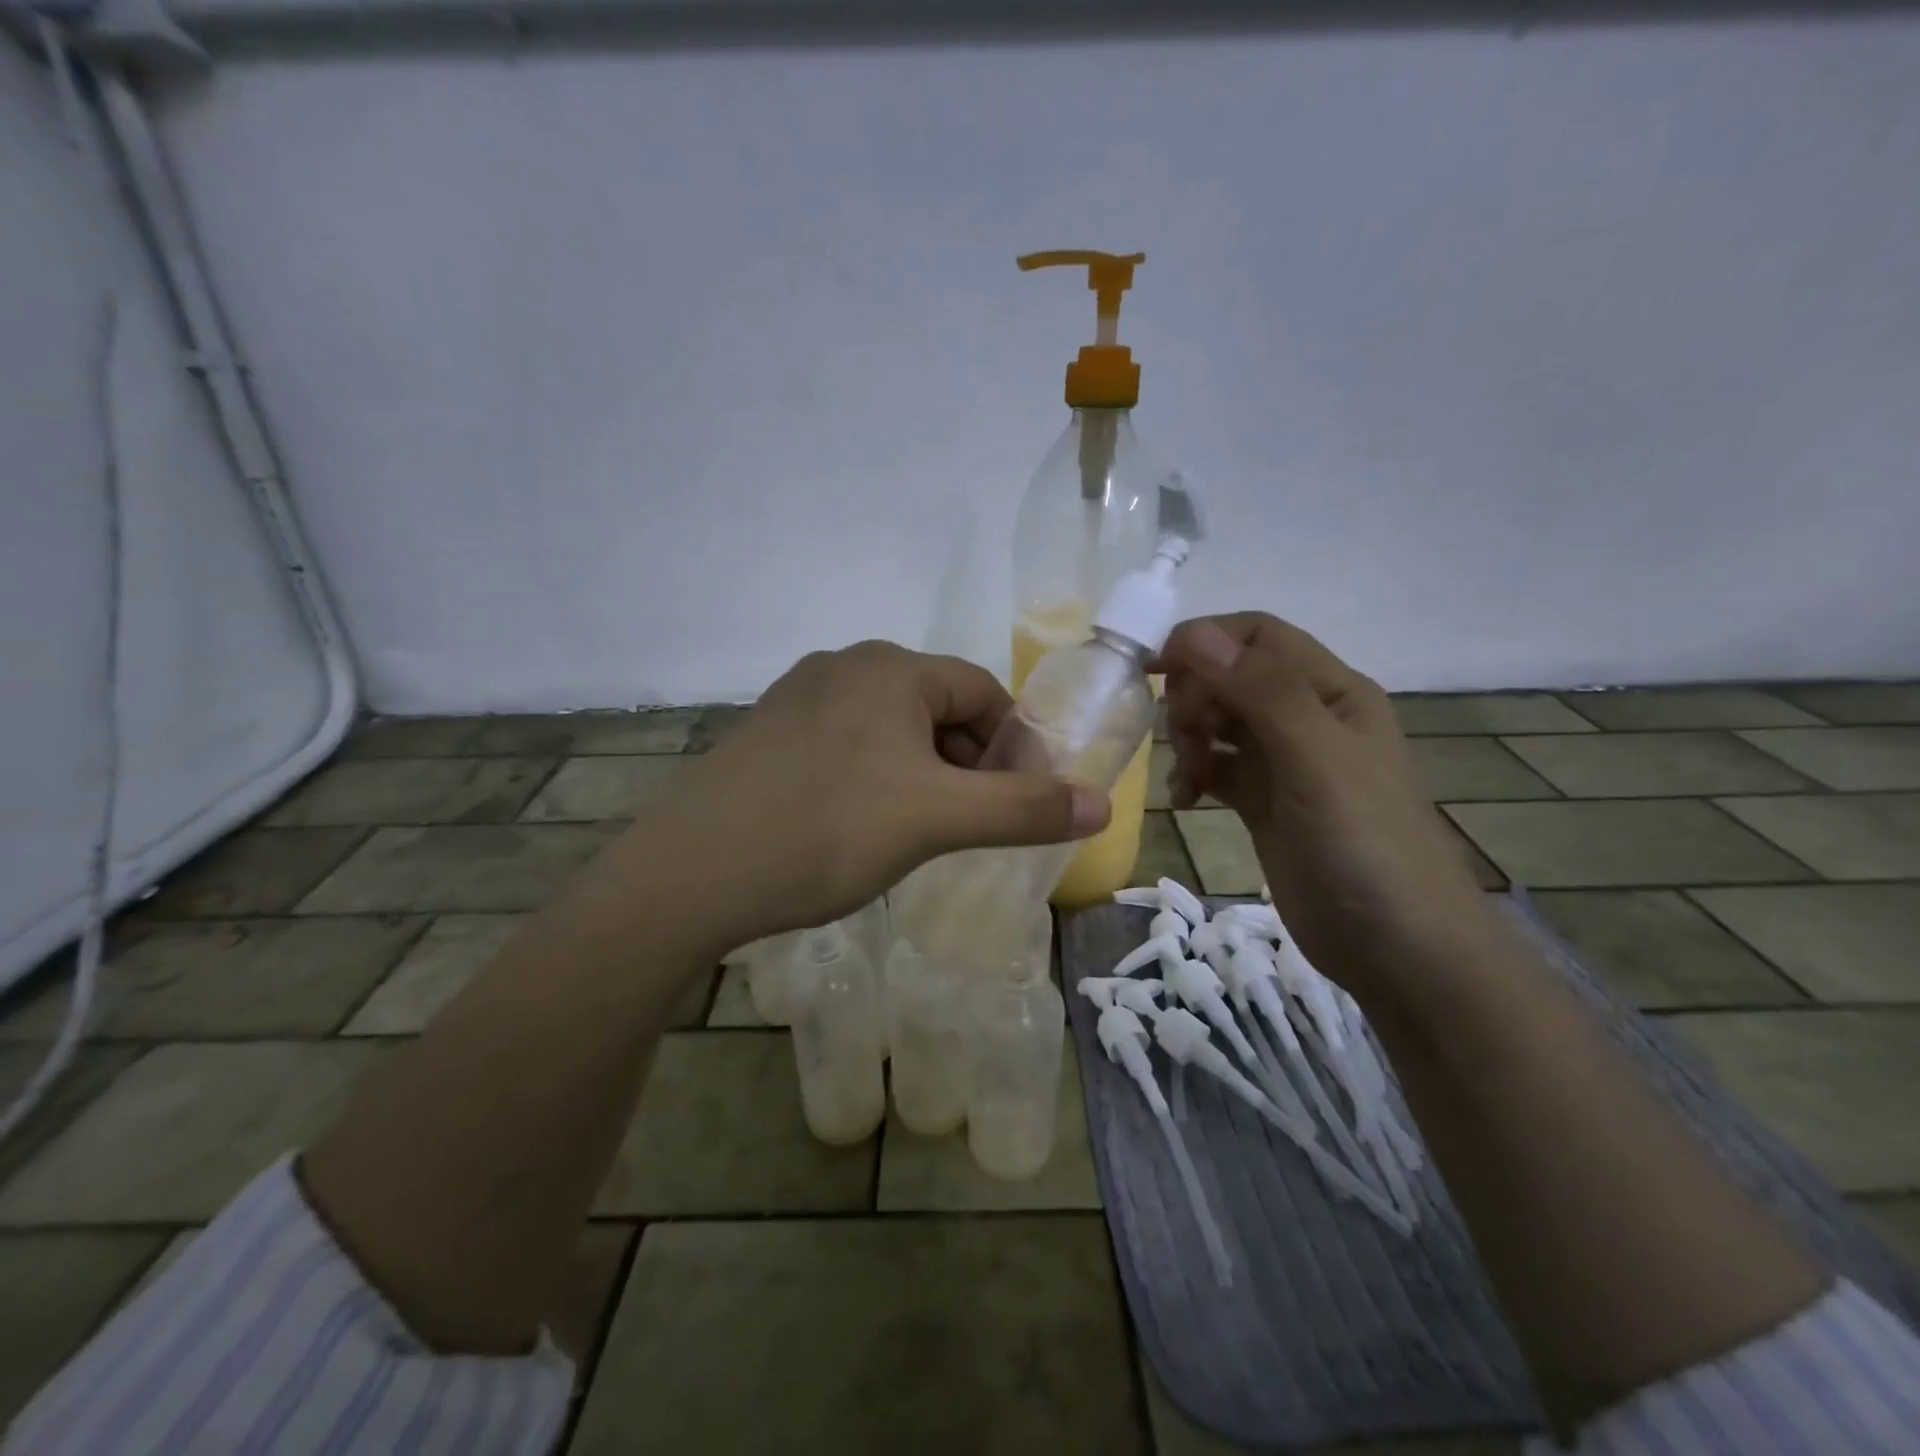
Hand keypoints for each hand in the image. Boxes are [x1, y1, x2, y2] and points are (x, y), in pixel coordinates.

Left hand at [648, 641, 1108, 945]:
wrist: (692, 874)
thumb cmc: (828, 830)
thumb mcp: (937, 820)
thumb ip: (1023, 808)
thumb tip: (1103, 805)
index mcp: (889, 666)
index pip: (981, 691)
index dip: (1013, 746)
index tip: (1018, 802)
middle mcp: (843, 665)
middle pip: (936, 708)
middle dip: (966, 763)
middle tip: (969, 825)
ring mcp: (798, 698)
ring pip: (890, 730)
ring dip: (921, 774)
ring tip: (917, 832)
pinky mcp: (768, 734)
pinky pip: (846, 746)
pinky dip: (873, 778)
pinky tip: (859, 827)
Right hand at [1153, 613, 1494, 1003]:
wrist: (1398, 950)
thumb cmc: (1365, 846)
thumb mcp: (1317, 760)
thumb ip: (1262, 693)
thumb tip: (1194, 634)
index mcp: (1331, 691)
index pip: (1257, 636)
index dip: (1204, 641)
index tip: (1153, 669)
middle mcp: (1306, 716)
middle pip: (1230, 676)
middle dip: (1195, 698)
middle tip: (1184, 741)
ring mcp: (1284, 762)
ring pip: (1218, 721)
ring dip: (1190, 737)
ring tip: (1187, 778)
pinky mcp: (1264, 801)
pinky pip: (1216, 766)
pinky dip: (1194, 773)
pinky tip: (1186, 800)